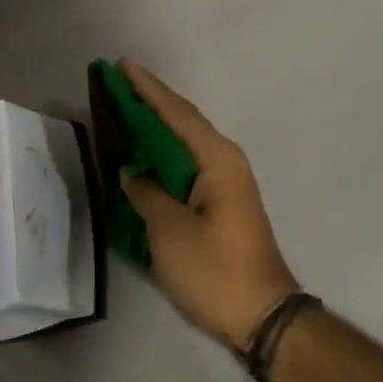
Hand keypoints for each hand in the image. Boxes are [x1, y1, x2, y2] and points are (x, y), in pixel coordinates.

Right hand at [117, 60, 299, 349]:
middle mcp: (225, 160)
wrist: (264, 315)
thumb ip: (146, 194)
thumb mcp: (170, 232)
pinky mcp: (222, 201)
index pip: (176, 114)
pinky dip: (165, 153)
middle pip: (183, 121)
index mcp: (216, 159)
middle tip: (117, 82)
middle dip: (151, 101)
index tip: (123, 66)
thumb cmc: (215, 270)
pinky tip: (145, 153)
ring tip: (125, 109)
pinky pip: (188, 163)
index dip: (148, 90)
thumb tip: (131, 173)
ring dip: (157, 126)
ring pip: (185, 142)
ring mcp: (226, 181)